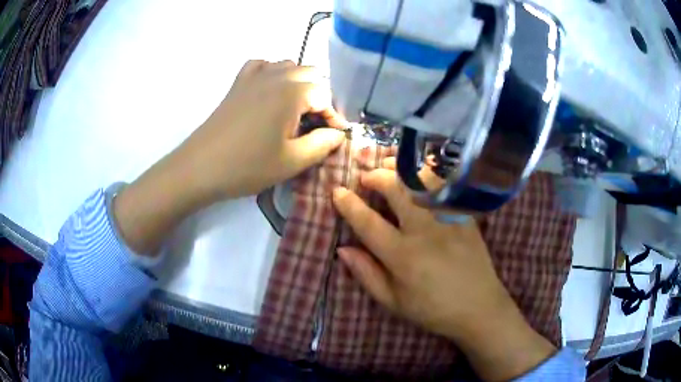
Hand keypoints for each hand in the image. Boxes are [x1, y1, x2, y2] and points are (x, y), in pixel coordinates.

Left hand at [114, 60, 345, 255]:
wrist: (200, 167)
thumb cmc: (248, 166)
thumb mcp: (293, 161)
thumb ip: (323, 144)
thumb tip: (338, 134)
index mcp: (293, 92)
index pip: (326, 95)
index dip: (333, 116)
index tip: (334, 137)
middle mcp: (276, 75)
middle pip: (311, 74)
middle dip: (319, 97)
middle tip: (315, 125)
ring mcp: (254, 76)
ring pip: (289, 66)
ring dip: (299, 83)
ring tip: (296, 110)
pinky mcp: (238, 83)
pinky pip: (262, 65)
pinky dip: (273, 73)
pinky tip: (271, 91)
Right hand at [332, 164, 555, 380]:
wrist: (479, 307)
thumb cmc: (432, 309)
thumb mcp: (393, 301)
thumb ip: (366, 274)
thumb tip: (343, 249)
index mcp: (402, 256)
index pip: (368, 223)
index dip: (349, 204)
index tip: (337, 191)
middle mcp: (424, 232)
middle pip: (396, 190)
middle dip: (376, 177)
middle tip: (365, 177)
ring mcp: (447, 220)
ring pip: (422, 181)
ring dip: (401, 170)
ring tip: (389, 167)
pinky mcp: (464, 216)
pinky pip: (445, 187)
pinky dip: (428, 175)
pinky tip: (419, 175)